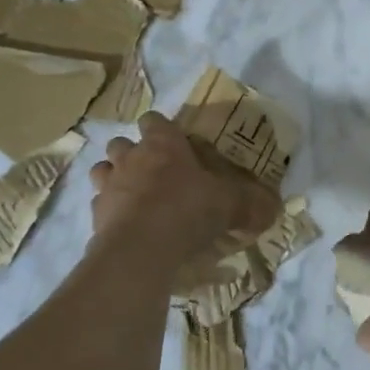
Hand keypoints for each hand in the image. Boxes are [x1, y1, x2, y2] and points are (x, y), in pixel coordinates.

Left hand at [88, 113, 279, 265]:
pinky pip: (99, 206)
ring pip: (102, 170)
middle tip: (153, 171)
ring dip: (114, 178)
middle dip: (132, 153)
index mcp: (163, 145)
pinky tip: (126, 227)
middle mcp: (131, 158)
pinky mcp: (95, 216)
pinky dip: (110, 213)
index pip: (155, 120)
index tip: (174, 141)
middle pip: (121, 143)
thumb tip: (273, 209)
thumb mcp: (230, 205)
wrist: (141, 248)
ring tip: (133, 196)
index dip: (161, 128)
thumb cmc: (187, 210)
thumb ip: (250, 204)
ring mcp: (109, 186)